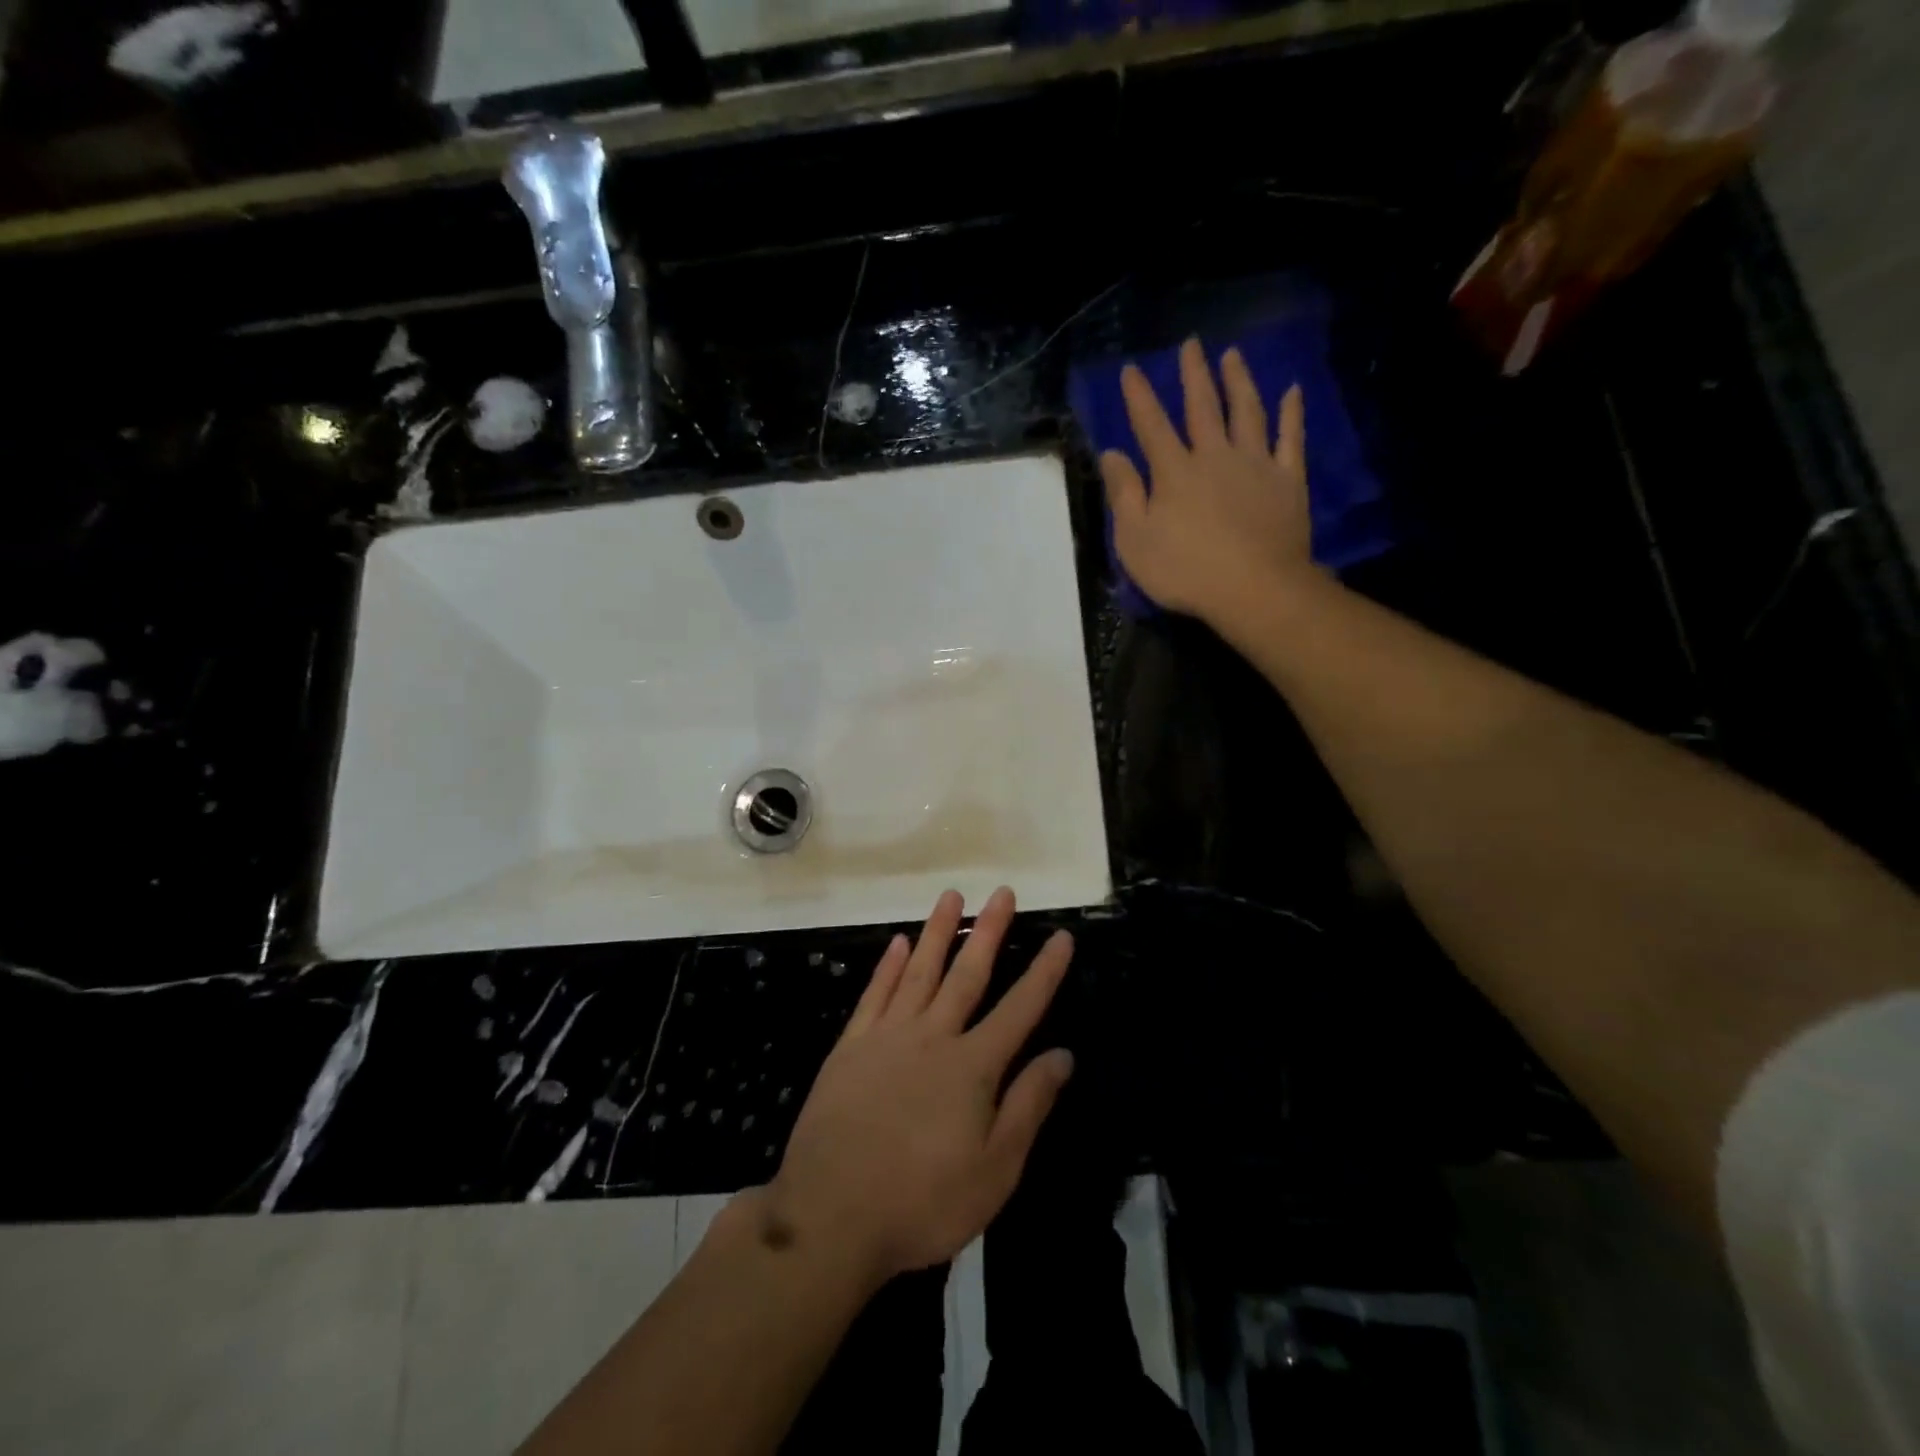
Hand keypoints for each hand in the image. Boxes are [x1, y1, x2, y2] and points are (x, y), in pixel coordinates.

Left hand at [763, 887, 1074, 1286]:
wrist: (830, 1217)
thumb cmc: (923, 1202)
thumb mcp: (995, 1170)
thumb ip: (1028, 1105)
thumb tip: (1063, 1054)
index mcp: (973, 1066)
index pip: (1020, 1008)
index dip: (1044, 971)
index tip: (1061, 935)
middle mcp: (933, 1036)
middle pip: (968, 974)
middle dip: (989, 931)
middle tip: (1003, 892)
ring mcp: (887, 1036)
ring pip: (920, 971)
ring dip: (938, 932)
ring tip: (952, 895)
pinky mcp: (850, 1047)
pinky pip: (874, 994)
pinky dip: (888, 965)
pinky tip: (899, 942)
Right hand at [1101, 337, 1312, 625]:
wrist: (1255, 589)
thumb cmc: (1185, 571)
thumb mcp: (1135, 541)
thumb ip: (1124, 495)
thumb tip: (1112, 454)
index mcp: (1174, 472)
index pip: (1151, 425)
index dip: (1140, 397)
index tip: (1132, 370)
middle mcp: (1214, 456)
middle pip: (1202, 407)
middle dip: (1193, 375)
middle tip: (1192, 344)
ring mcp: (1255, 464)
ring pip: (1247, 412)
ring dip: (1238, 381)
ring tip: (1232, 356)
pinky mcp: (1288, 479)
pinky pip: (1291, 437)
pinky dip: (1291, 413)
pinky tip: (1292, 392)